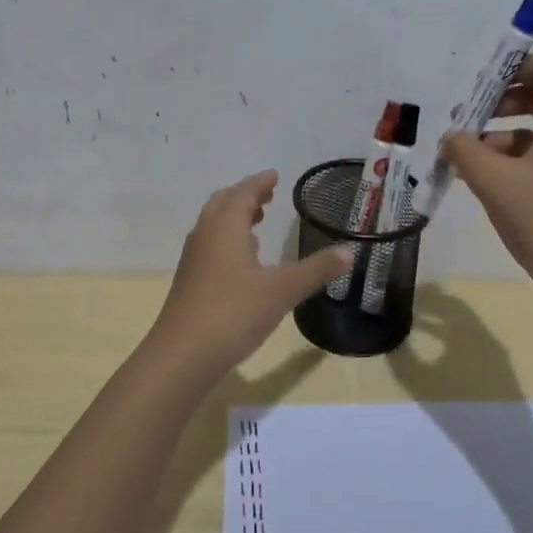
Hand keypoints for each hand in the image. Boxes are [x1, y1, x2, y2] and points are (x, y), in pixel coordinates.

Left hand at [148, 170, 352, 381]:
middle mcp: (206, 235)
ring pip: (213, 224)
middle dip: (245, 195)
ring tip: (257, 222)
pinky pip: (209, 245)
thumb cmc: (234, 313)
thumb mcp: (282, 290)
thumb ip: (316, 270)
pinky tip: (242, 261)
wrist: (182, 355)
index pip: (243, 192)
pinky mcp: (189, 281)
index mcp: (226, 227)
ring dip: (234, 217)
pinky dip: (226, 239)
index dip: (260, 182)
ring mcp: (194, 259)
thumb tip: (349, 252)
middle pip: (223, 203)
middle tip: (267, 195)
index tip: (275, 176)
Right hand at [438, 52, 532, 311]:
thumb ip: (464, 150)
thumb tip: (451, 137)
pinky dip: (518, 159)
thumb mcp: (493, 183)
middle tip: (465, 124)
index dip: (513, 67)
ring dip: (503, 136)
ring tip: (468, 162)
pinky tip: (491, 185)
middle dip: (499, 104)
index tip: (479, 89)